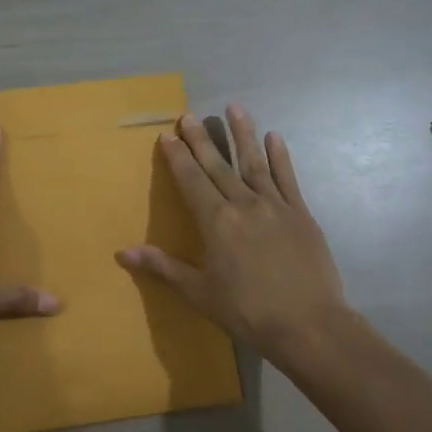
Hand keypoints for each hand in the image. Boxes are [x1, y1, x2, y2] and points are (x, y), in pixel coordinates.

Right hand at [116, 105, 347, 364]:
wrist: (308, 324)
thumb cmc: (248, 311)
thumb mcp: (199, 292)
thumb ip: (163, 267)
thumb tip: (123, 253)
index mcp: (216, 222)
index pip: (191, 181)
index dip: (178, 157)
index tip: (168, 135)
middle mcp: (244, 204)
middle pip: (218, 166)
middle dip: (202, 140)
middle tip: (190, 115)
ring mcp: (275, 206)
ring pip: (254, 162)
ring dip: (243, 134)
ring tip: (234, 108)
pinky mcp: (301, 214)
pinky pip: (288, 178)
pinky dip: (280, 157)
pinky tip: (274, 137)